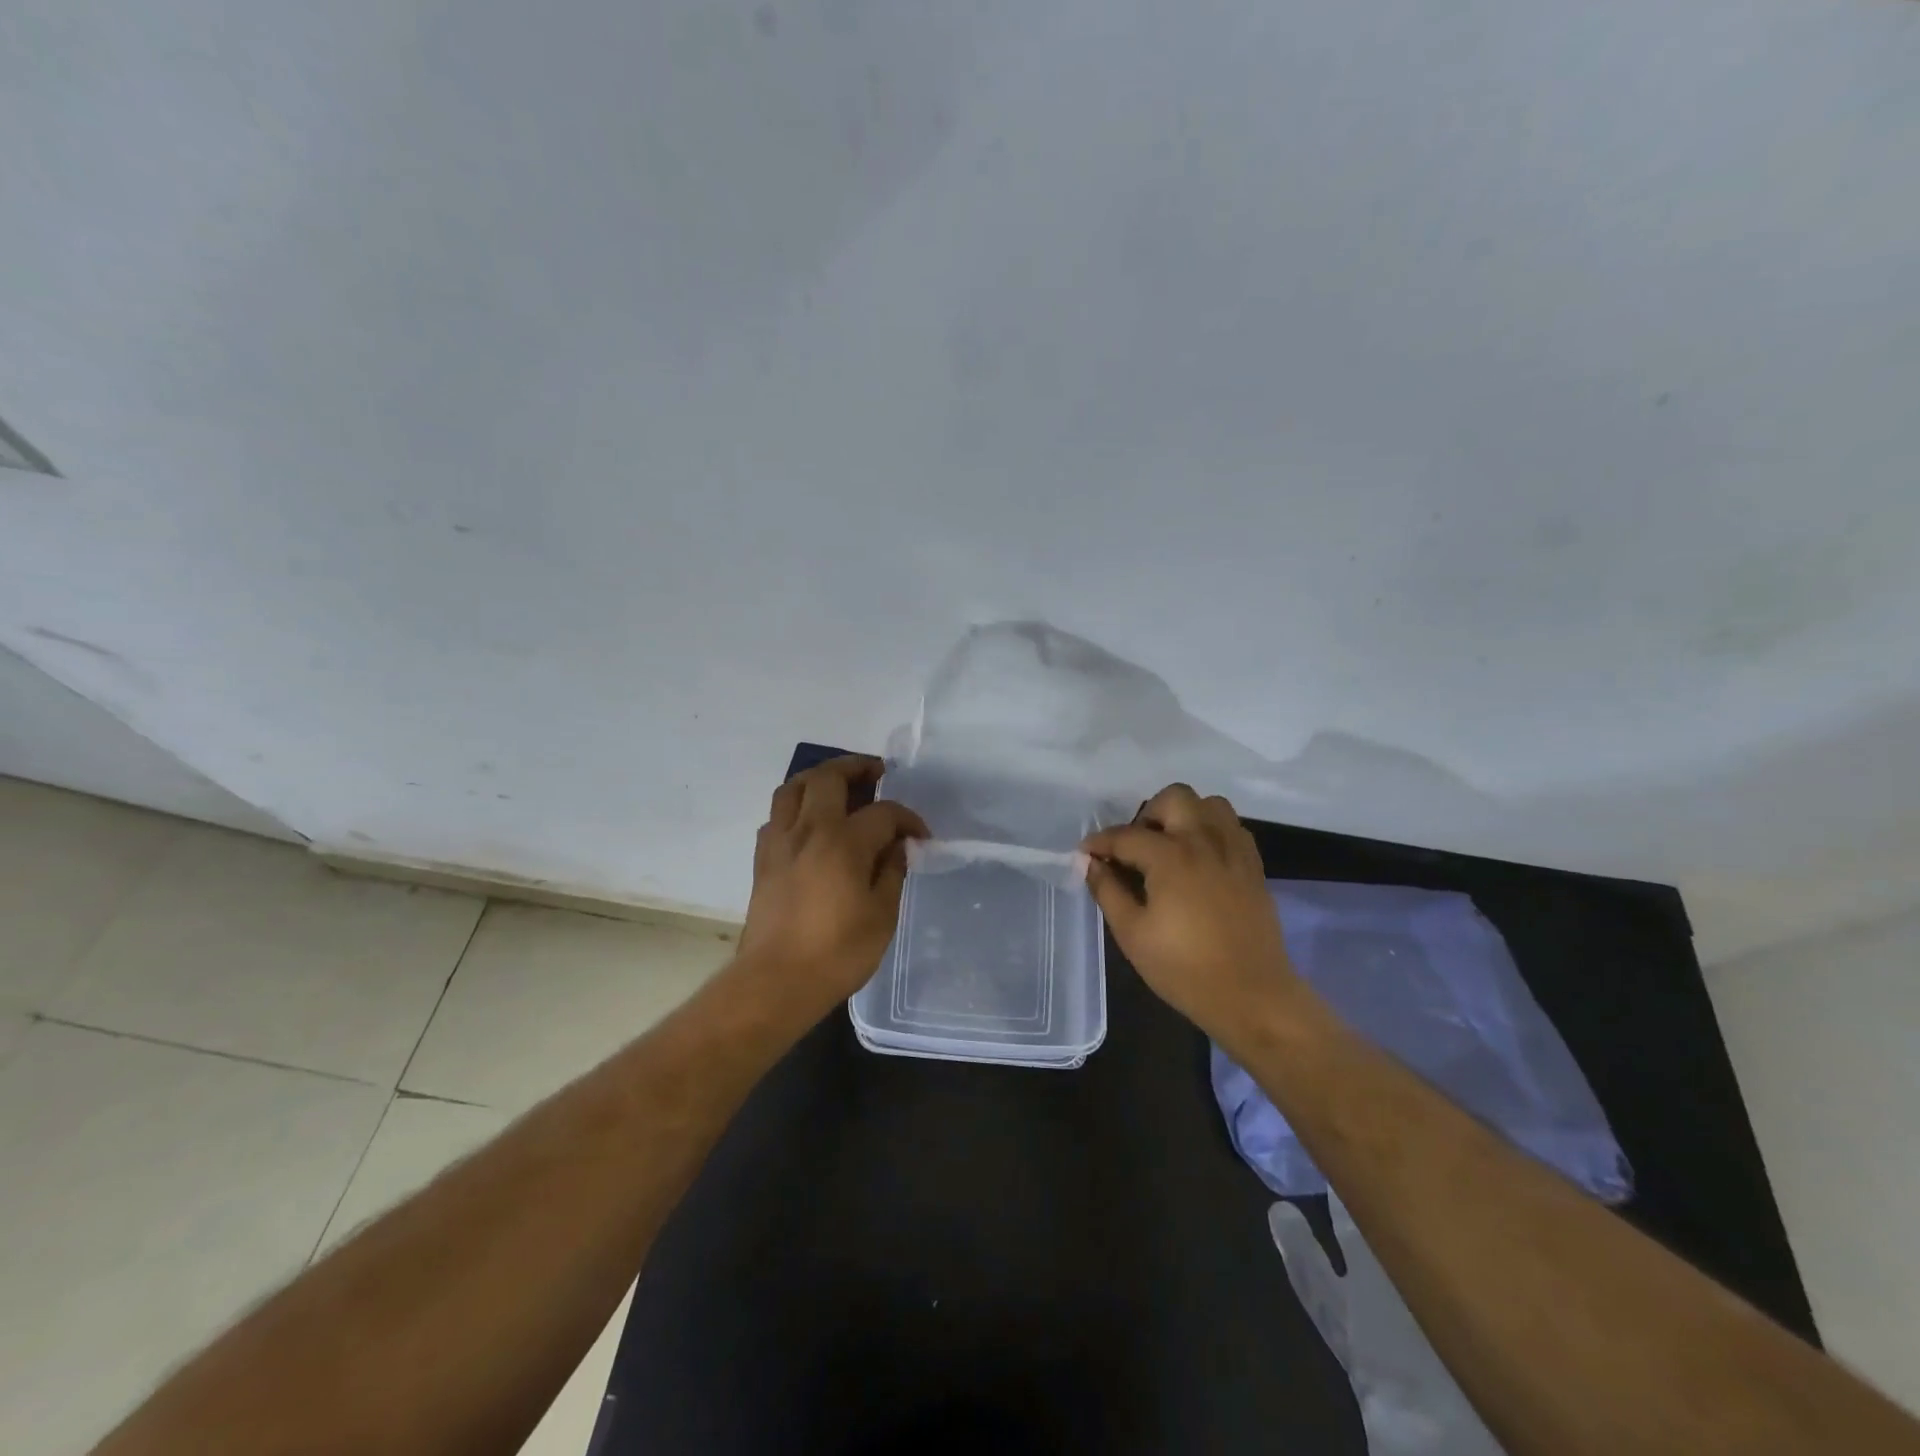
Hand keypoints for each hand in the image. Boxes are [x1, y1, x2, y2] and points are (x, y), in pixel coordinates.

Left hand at [736, 755, 928, 1018]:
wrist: (776, 981)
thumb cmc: (837, 953)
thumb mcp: (882, 915)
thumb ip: (892, 872)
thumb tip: (897, 846)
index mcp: (844, 842)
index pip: (883, 812)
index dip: (907, 819)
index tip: (920, 836)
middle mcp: (809, 830)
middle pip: (828, 777)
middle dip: (856, 767)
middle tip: (876, 773)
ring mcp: (780, 842)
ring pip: (793, 787)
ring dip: (818, 778)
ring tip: (839, 785)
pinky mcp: (762, 860)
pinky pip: (777, 815)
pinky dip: (796, 807)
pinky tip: (809, 823)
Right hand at [1080, 784, 1300, 1040]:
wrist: (1252, 996)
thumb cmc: (1184, 968)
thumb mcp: (1132, 934)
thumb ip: (1108, 891)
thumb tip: (1091, 864)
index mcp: (1171, 857)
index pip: (1126, 835)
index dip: (1100, 842)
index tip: (1085, 853)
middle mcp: (1204, 841)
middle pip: (1174, 797)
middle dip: (1147, 814)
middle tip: (1135, 847)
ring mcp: (1234, 851)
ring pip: (1209, 804)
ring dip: (1184, 815)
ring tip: (1169, 846)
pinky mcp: (1253, 866)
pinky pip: (1232, 827)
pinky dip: (1211, 830)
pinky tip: (1199, 859)